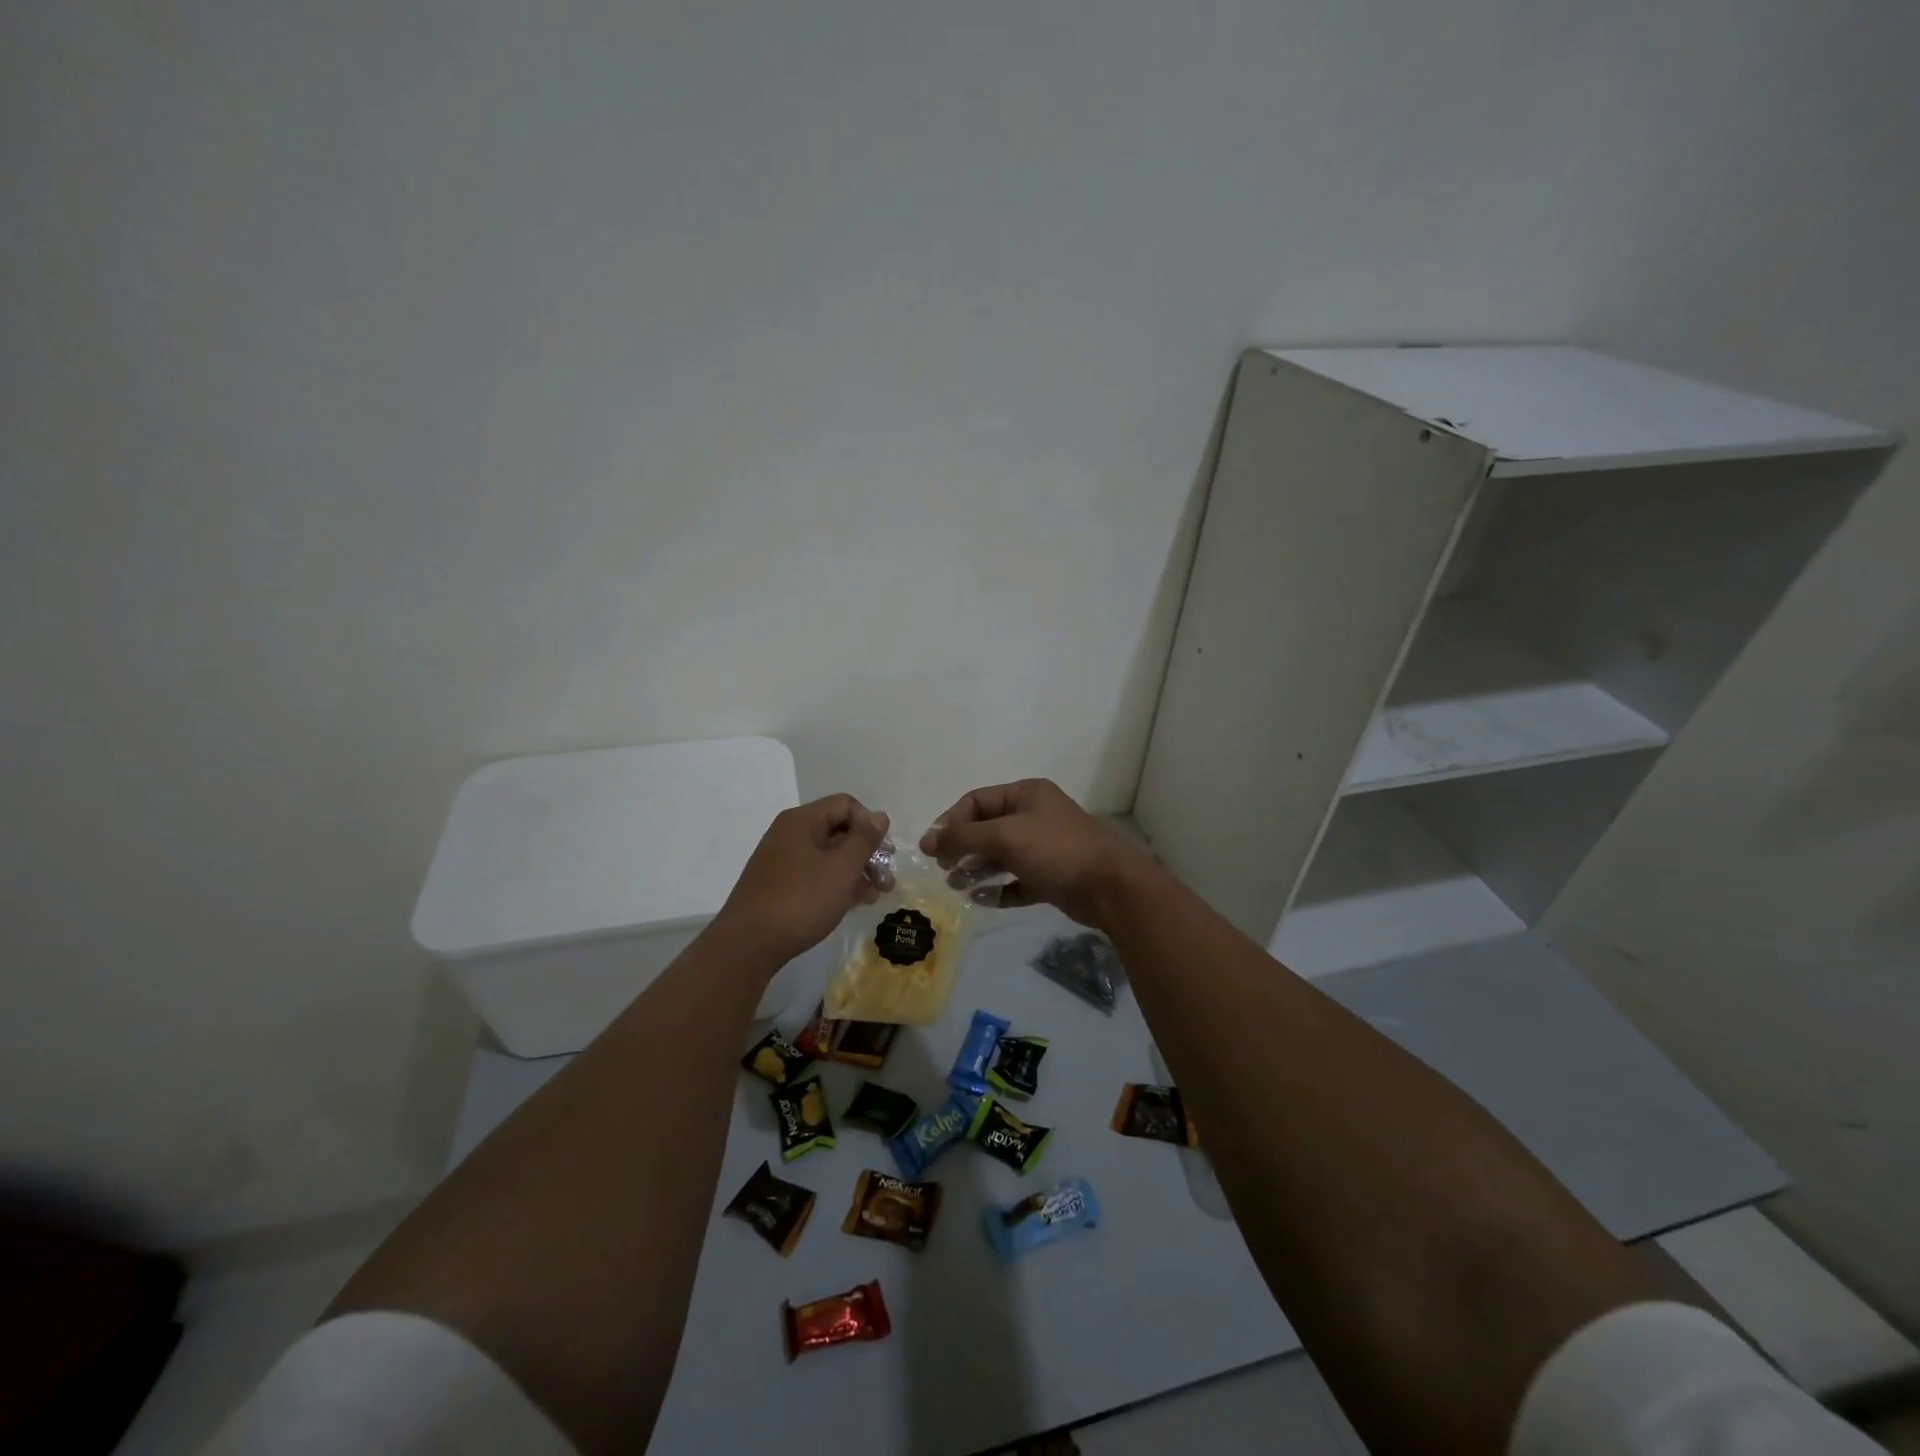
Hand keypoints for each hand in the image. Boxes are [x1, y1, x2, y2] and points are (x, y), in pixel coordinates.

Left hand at [714, 795, 889, 969]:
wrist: (749, 944)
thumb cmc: (802, 899)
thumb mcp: (842, 867)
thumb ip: (864, 839)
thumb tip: (879, 815)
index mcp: (802, 821)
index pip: (845, 805)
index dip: (869, 825)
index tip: (883, 853)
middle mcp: (790, 834)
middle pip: (838, 830)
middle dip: (866, 853)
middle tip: (886, 880)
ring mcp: (782, 861)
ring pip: (828, 856)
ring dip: (855, 872)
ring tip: (874, 897)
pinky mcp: (779, 886)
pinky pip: (815, 875)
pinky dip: (836, 884)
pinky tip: (851, 904)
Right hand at [920, 779, 1154, 929]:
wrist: (1109, 887)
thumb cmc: (1055, 850)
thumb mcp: (1005, 836)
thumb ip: (963, 837)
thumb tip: (927, 840)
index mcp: (1026, 795)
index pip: (976, 801)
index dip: (951, 821)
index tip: (932, 848)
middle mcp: (1034, 817)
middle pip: (987, 829)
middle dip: (962, 847)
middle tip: (943, 868)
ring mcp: (1044, 848)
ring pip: (1000, 856)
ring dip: (976, 869)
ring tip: (955, 886)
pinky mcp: (1050, 877)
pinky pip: (1016, 881)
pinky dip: (998, 890)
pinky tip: (980, 900)